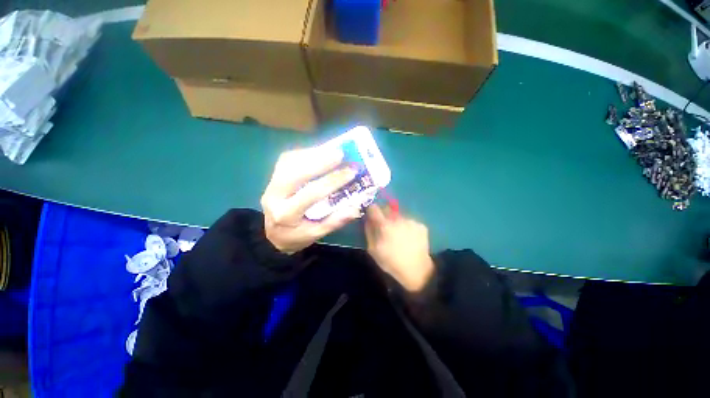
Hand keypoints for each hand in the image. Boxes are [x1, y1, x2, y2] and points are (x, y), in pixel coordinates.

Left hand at [261, 147, 361, 253]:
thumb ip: (335, 221)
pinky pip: (287, 159)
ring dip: (311, 154)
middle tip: (340, 153)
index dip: (332, 181)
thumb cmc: (296, 236)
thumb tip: (355, 209)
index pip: (311, 194)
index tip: (351, 172)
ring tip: (332, 150)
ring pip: (288, 162)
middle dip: (319, 161)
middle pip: (295, 173)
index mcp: (286, 215)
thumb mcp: (316, 234)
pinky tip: (318, 152)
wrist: (272, 234)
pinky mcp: (272, 177)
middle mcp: (274, 197)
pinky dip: (304, 153)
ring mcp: (270, 184)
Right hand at [364, 205, 434, 291]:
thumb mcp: (373, 249)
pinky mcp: (421, 225)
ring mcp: (411, 221)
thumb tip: (368, 219)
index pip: (374, 208)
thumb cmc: (390, 262)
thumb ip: (369, 231)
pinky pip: (409, 221)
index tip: (371, 215)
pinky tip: (409, 237)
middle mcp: (398, 219)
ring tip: (398, 234)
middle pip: (387, 208)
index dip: (371, 210)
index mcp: (384, 225)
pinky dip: (407, 226)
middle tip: (385, 225)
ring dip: (396, 220)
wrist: (416, 270)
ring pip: (399, 215)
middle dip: (384, 214)